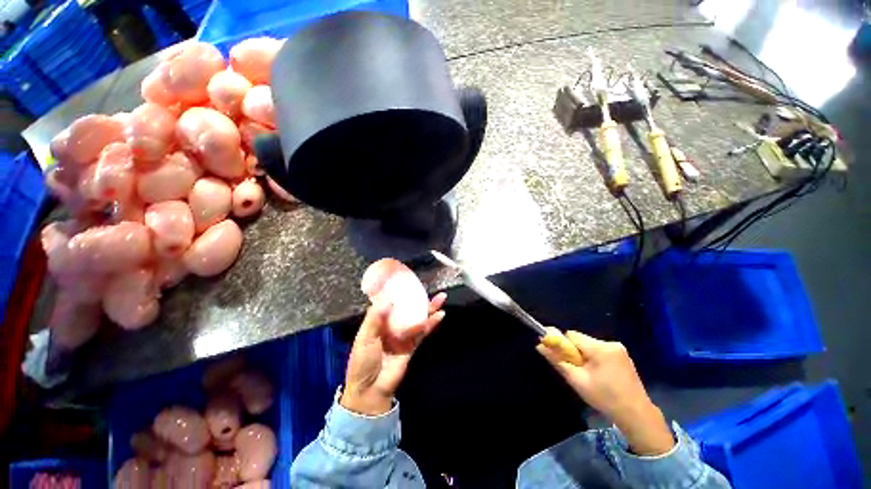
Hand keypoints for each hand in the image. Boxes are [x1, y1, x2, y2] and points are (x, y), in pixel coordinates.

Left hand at [340, 293, 446, 415]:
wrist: (370, 390)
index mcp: (378, 322)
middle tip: (428, 287)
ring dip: (429, 309)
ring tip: (441, 298)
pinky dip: (431, 324)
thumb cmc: (363, 362)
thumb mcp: (365, 338)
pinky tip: (440, 315)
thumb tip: (388, 299)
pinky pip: (422, 333)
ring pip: (417, 318)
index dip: (397, 293)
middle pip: (407, 309)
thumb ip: (375, 318)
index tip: (406, 281)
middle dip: (417, 299)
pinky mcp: (412, 346)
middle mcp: (392, 326)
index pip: (389, 303)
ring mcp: (403, 336)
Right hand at [537, 328, 673, 455]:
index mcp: (600, 348)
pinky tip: (600, 375)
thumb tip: (539, 345)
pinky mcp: (623, 355)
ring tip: (590, 375)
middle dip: (575, 352)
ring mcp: (619, 349)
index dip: (564, 345)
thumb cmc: (604, 398)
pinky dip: (595, 358)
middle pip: (581, 340)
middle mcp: (610, 343)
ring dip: (585, 356)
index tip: (563, 359)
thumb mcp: (577, 380)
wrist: (636, 415)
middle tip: (578, 371)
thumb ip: (557, 360)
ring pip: (590, 345)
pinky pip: (600, 350)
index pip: (572, 335)